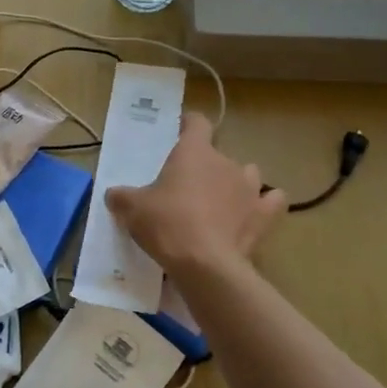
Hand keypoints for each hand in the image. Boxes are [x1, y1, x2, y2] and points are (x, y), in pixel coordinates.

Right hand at [104, 111, 285, 284]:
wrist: (206, 264)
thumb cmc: (167, 224)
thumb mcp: (132, 209)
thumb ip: (122, 197)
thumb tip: (114, 196)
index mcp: (194, 151)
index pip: (197, 123)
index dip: (189, 124)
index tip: (181, 130)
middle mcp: (225, 162)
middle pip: (218, 153)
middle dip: (206, 165)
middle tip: (187, 186)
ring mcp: (250, 188)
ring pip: (247, 173)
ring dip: (235, 182)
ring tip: (220, 200)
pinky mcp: (264, 216)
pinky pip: (272, 201)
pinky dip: (265, 204)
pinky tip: (255, 213)